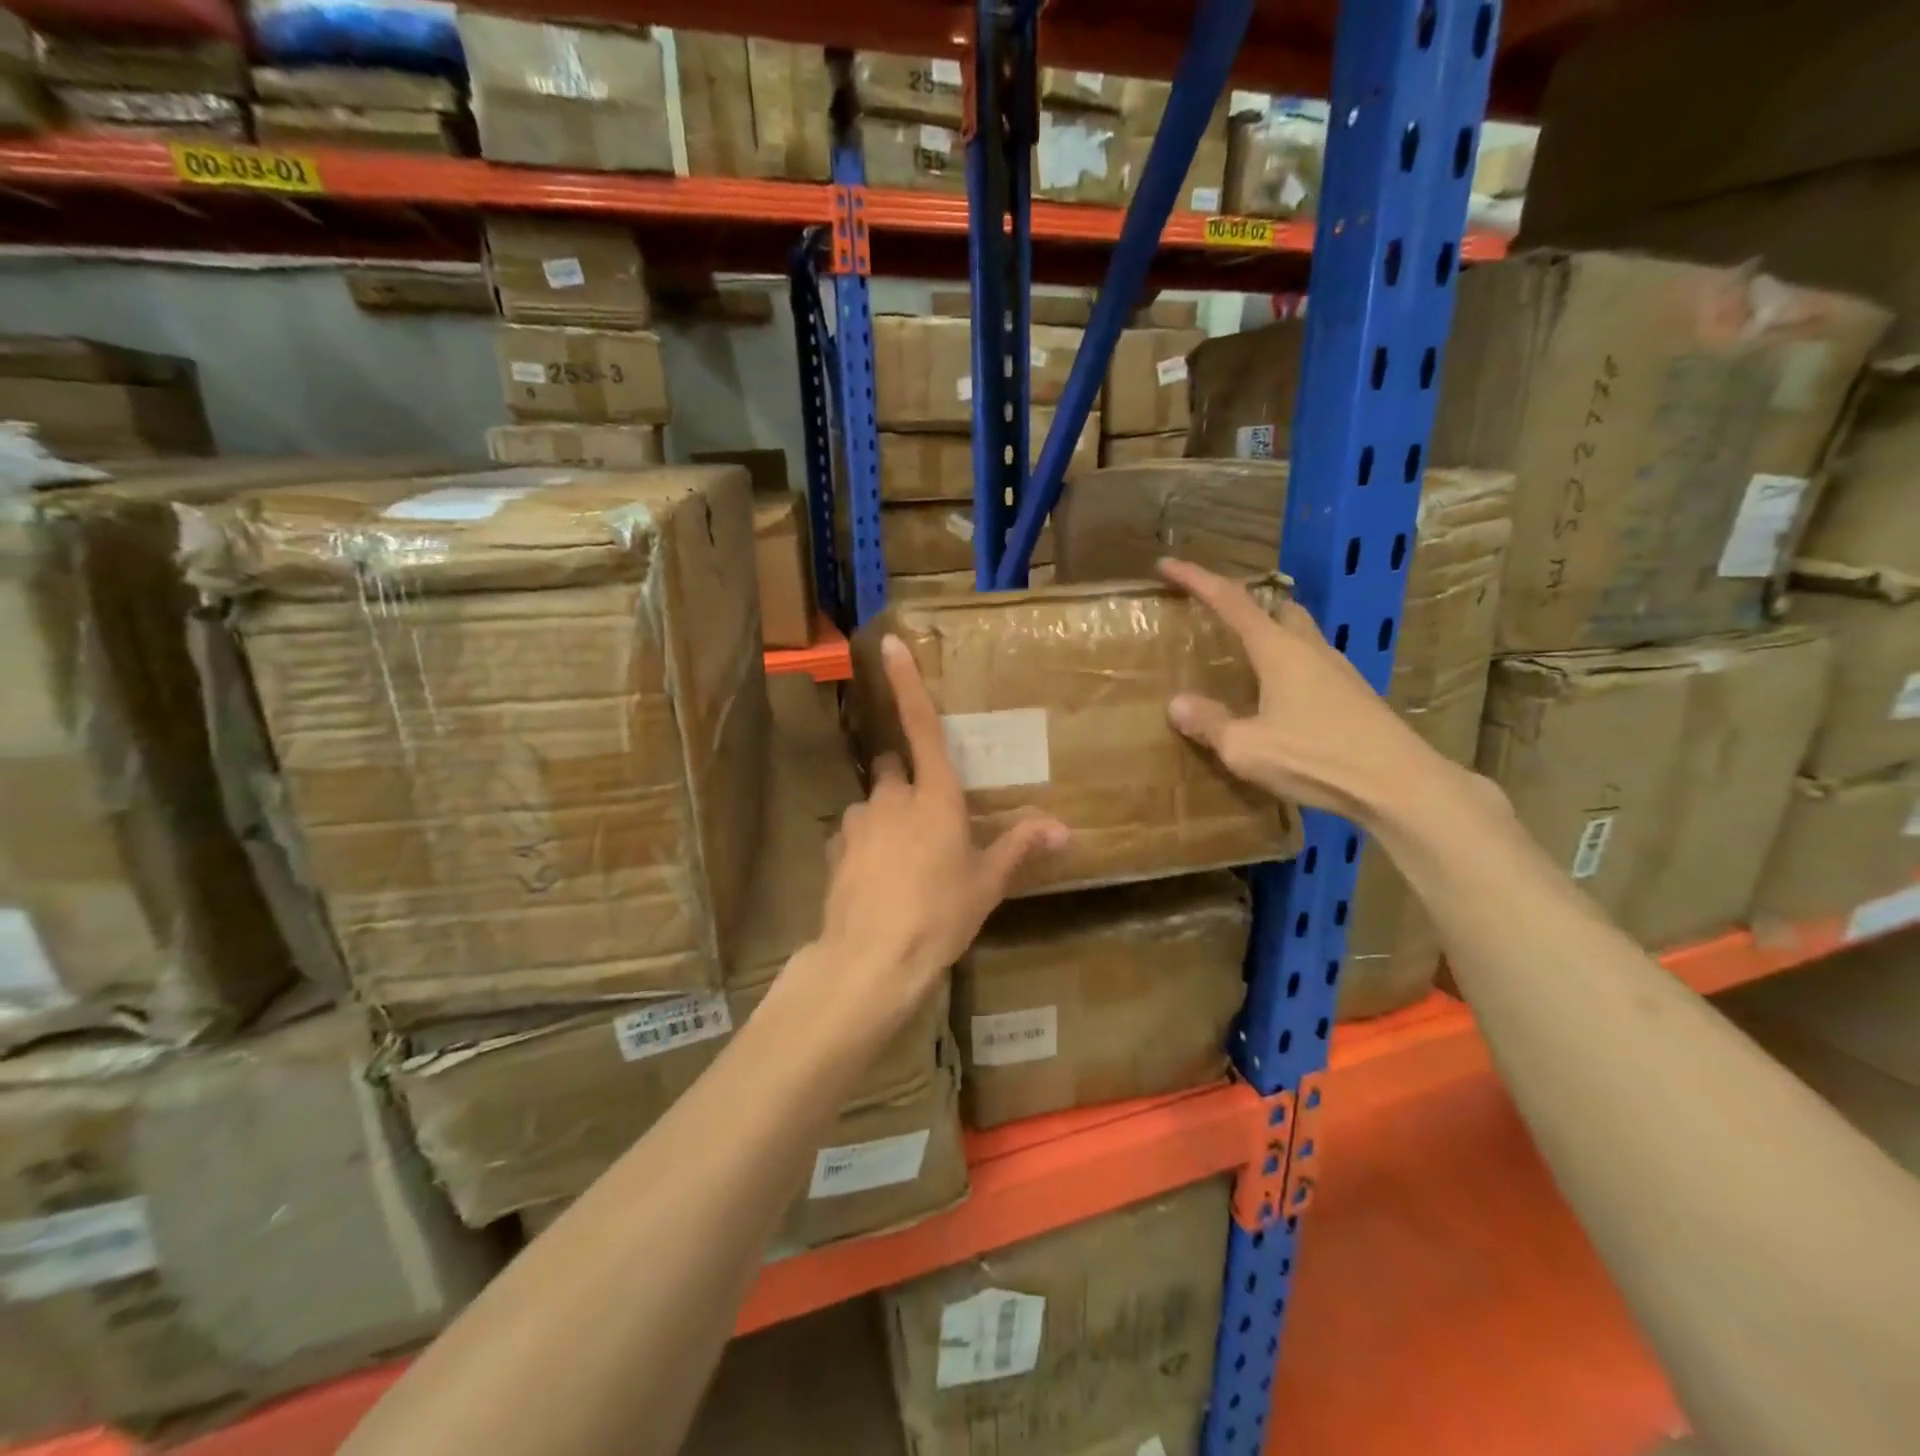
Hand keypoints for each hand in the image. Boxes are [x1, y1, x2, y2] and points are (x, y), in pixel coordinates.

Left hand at [814, 635, 1067, 1024]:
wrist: (871, 960)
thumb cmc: (939, 914)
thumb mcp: (986, 884)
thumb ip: (1020, 847)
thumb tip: (1064, 828)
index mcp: (934, 798)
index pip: (923, 727)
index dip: (907, 684)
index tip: (890, 645)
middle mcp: (891, 798)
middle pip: (894, 768)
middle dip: (907, 779)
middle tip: (927, 817)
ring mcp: (857, 823)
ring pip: (872, 804)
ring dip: (886, 818)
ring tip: (903, 861)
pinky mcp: (835, 850)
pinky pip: (853, 835)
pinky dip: (865, 846)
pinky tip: (877, 880)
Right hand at [1157, 557, 1440, 827]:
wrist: (1398, 785)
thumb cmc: (1316, 757)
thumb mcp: (1246, 747)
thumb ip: (1210, 723)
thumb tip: (1178, 704)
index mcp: (1279, 651)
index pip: (1231, 601)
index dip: (1197, 579)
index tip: (1168, 564)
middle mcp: (1310, 650)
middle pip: (1276, 609)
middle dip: (1245, 605)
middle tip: (1216, 619)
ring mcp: (1338, 671)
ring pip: (1299, 636)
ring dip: (1270, 637)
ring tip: (1244, 662)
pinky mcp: (1354, 696)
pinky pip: (1312, 665)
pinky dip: (1288, 667)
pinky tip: (1278, 700)